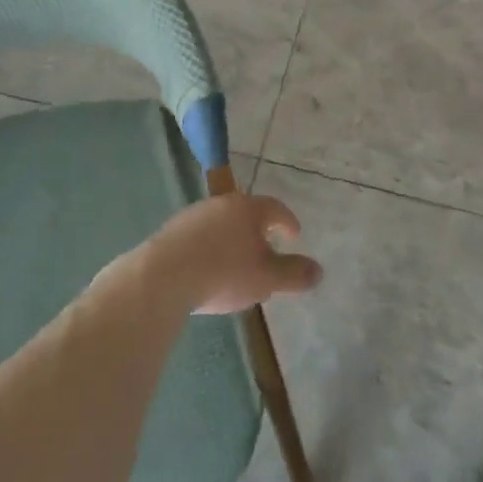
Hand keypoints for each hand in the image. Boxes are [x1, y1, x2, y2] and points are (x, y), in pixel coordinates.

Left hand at [145, 193, 322, 314]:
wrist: (163, 276)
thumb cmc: (224, 272)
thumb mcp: (266, 278)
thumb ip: (293, 273)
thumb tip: (319, 270)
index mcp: (249, 208)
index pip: (275, 208)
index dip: (287, 221)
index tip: (293, 235)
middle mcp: (222, 203)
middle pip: (246, 213)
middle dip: (258, 231)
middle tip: (266, 250)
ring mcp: (194, 214)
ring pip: (221, 224)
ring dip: (232, 239)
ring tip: (236, 264)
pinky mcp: (172, 231)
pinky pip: (199, 236)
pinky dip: (209, 248)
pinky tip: (207, 270)